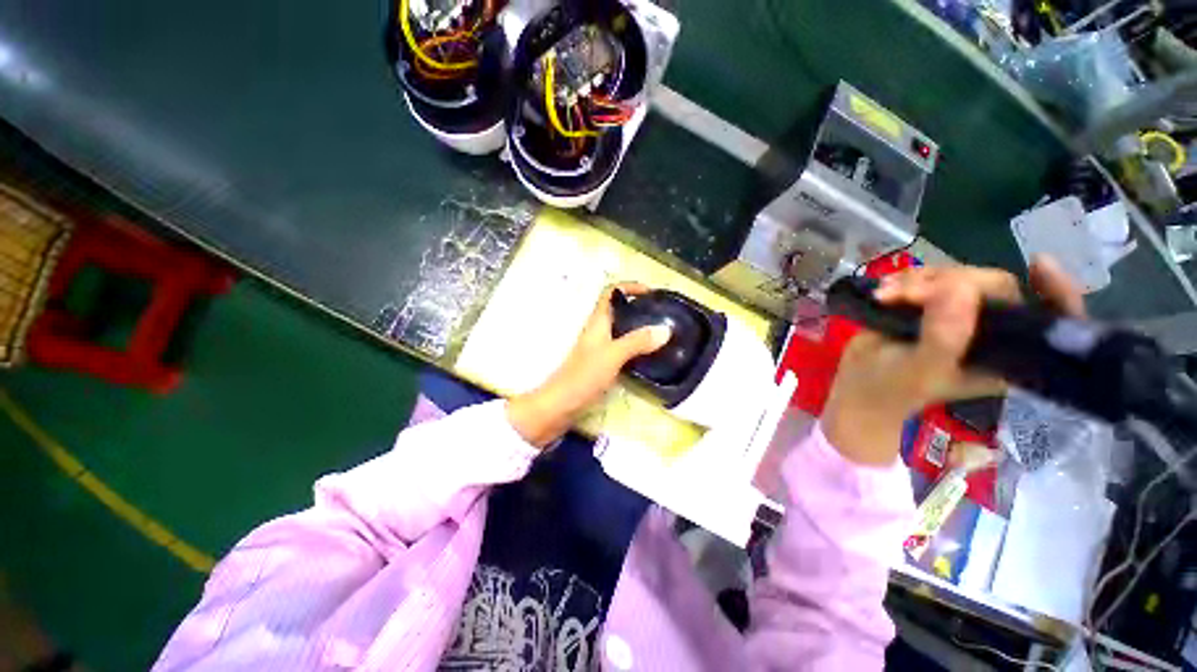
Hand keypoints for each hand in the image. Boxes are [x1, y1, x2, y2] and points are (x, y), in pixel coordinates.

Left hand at [507, 283, 671, 446]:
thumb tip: (665, 329)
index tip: (650, 292)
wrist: (560, 405)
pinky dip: (636, 346)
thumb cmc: (583, 376)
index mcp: (597, 322)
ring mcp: (599, 348)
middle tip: (661, 314)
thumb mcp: (612, 355)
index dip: (629, 287)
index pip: (610, 292)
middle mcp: (598, 331)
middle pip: (618, 310)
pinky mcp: (601, 364)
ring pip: (620, 330)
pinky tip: (648, 356)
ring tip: (660, 333)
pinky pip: (621, 348)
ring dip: (638, 327)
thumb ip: (637, 342)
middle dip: (638, 307)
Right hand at [822, 255, 1084, 465]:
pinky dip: (907, 279)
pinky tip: (885, 288)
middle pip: (994, 287)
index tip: (1038, 264)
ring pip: (958, 277)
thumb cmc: (893, 388)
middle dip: (951, 282)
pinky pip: (930, 278)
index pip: (1049, 320)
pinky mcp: (931, 305)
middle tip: (908, 294)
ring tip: (885, 294)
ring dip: (920, 279)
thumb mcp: (920, 370)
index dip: (1055, 292)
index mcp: (1006, 353)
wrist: (858, 384)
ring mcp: (960, 315)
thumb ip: (943, 338)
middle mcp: (991, 330)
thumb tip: (959, 290)